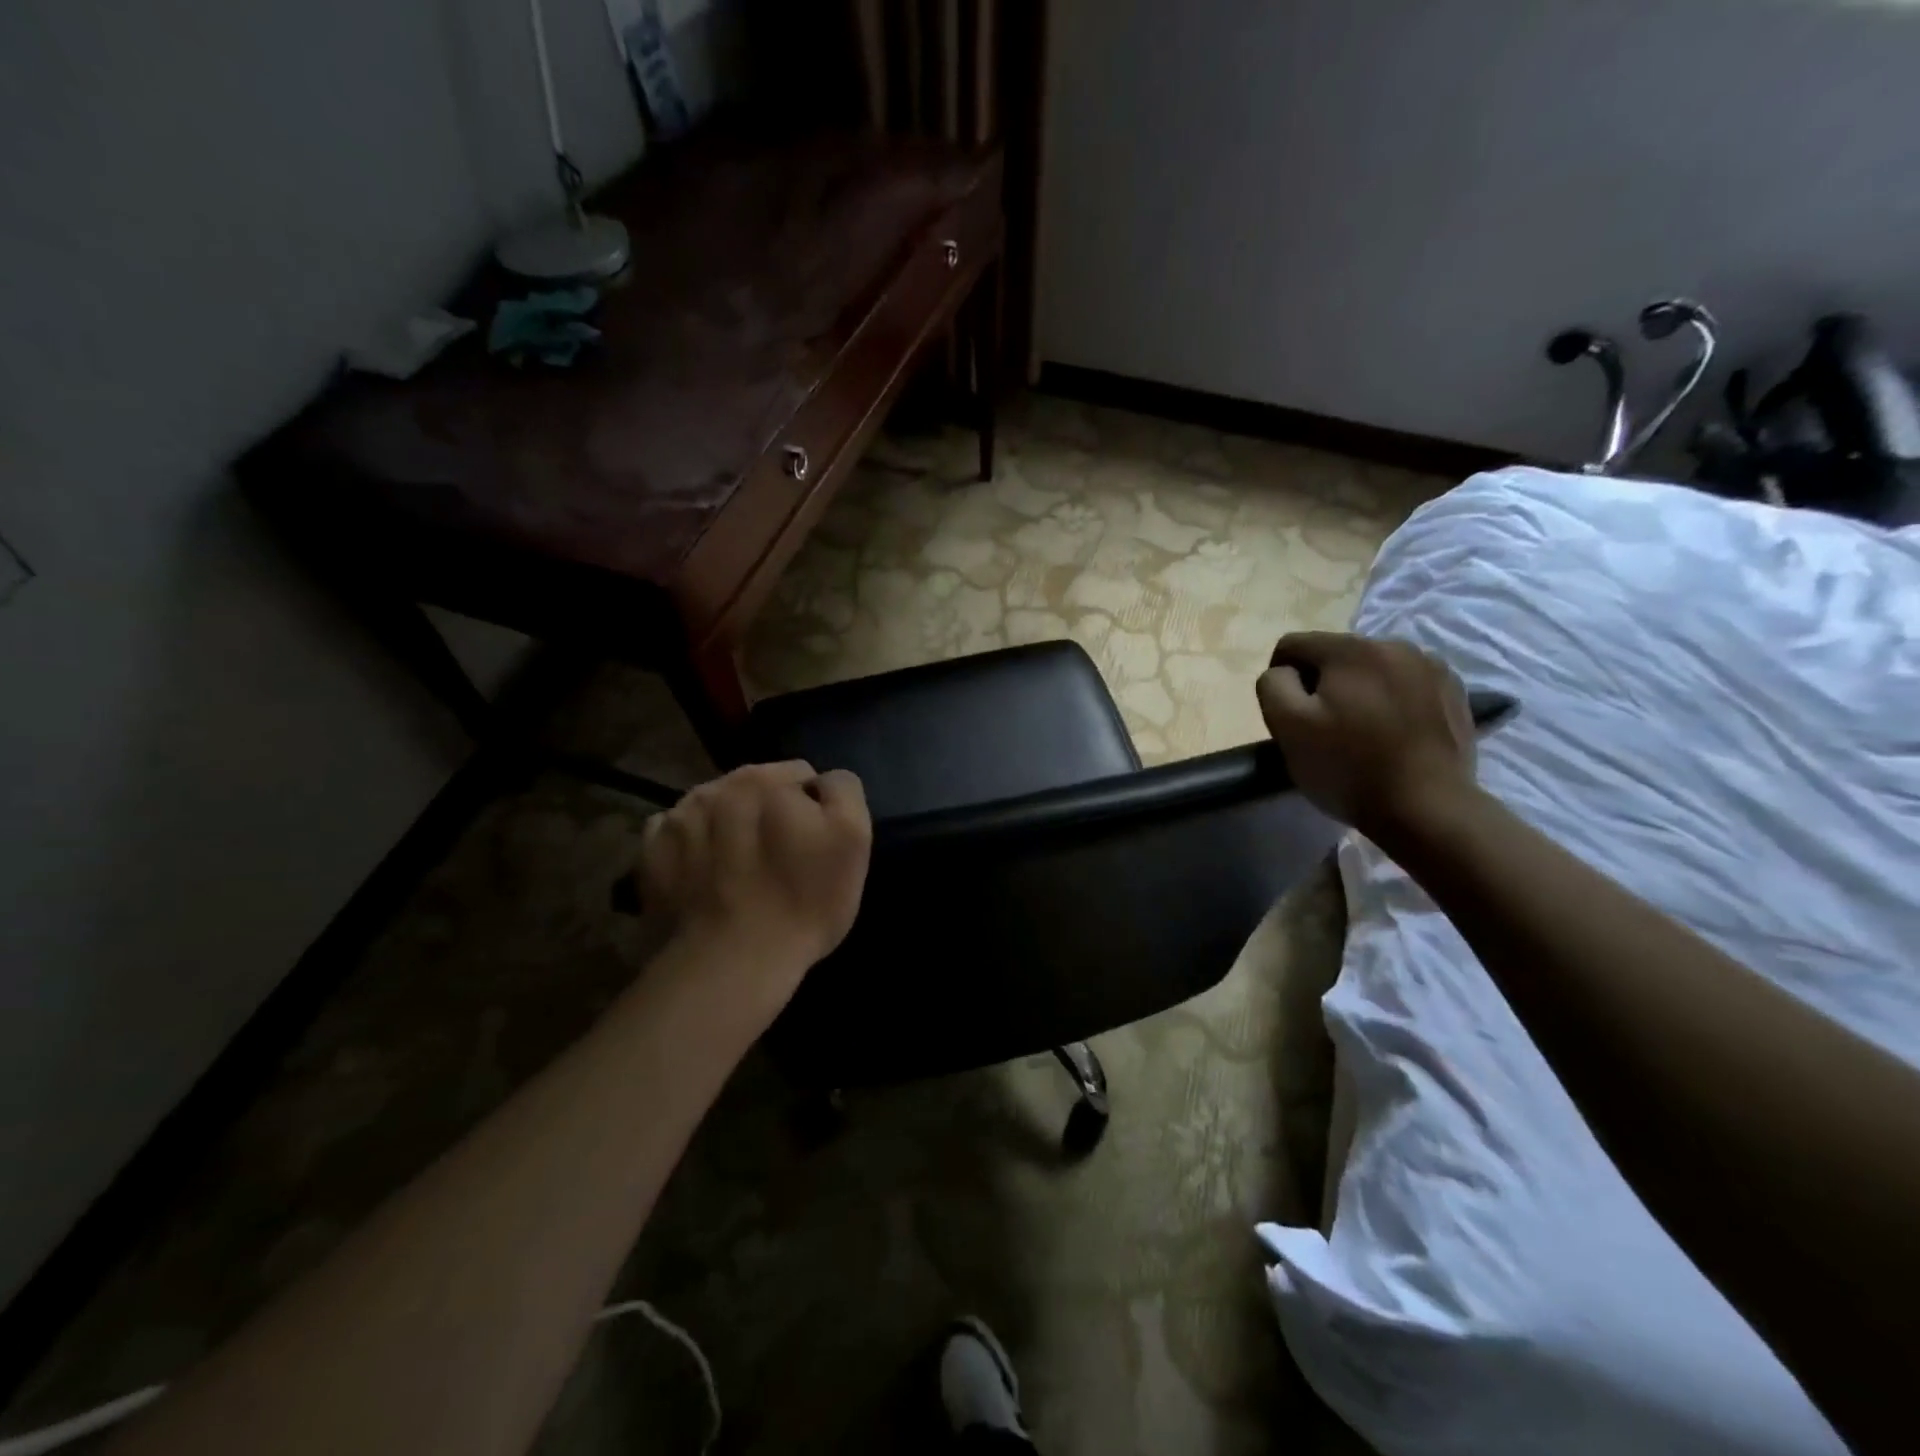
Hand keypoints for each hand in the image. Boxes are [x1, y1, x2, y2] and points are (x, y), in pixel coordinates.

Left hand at [635, 761, 872, 980]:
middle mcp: (714, 787)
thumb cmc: (804, 901)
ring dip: (729, 827)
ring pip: (715, 810)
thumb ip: (842, 790)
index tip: (814, 844)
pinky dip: (692, 848)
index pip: (800, 775)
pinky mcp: (650, 854)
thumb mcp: (852, 837)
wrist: (732, 962)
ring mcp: (675, 820)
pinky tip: (706, 877)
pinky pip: (677, 835)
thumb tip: (820, 782)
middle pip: (754, 789)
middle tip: (779, 860)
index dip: (814, 808)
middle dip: (768, 813)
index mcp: (762, 779)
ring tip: (740, 871)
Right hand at [1256, 632, 1477, 839]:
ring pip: (1373, 668)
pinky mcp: (1453, 692)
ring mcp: (1431, 667)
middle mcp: (1394, 645)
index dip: (1281, 677)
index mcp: (1351, 649)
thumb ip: (1274, 685)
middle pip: (1335, 654)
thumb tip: (1285, 672)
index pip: (1293, 644)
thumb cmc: (1348, 767)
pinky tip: (1392, 734)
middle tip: (1324, 727)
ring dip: (1358, 690)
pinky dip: (1392, 701)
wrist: (1427, 808)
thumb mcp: (1287, 726)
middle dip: (1322, 683)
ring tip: (1361, 731)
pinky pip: (1405, 684)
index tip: (1288, 714)